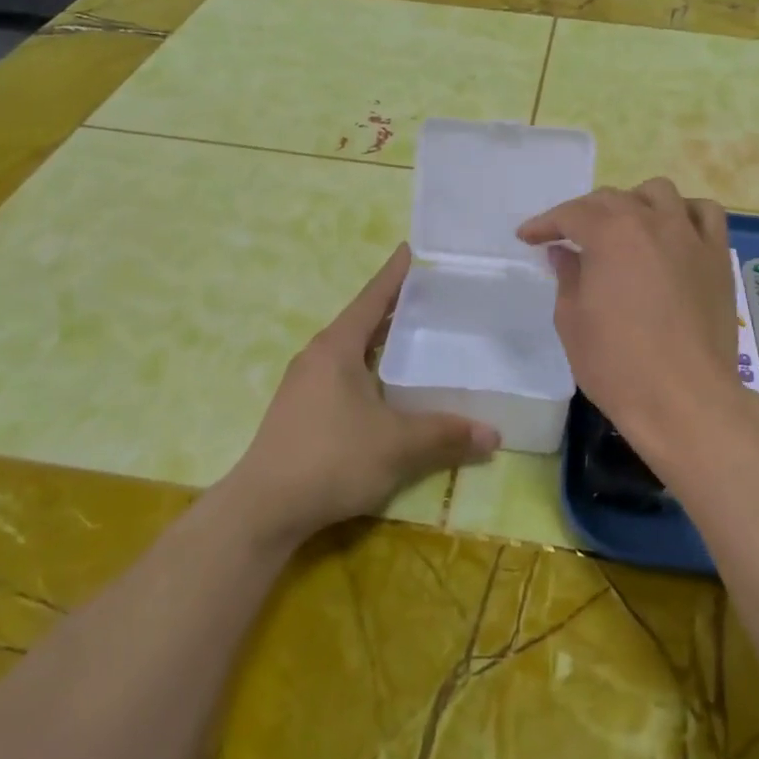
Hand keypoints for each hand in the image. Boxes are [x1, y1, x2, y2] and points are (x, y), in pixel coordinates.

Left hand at [218, 244, 500, 549]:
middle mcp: (317, 357)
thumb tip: (494, 434)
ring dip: (381, 342)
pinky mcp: (301, 411)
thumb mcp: (397, 445)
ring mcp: (305, 384)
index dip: (395, 274)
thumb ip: (446, 434)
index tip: (412, 249)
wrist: (264, 509)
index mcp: (337, 347)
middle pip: (362, 321)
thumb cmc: (332, 459)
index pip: (372, 298)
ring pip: (352, 351)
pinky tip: (389, 387)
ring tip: (417, 338)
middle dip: (395, 308)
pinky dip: (370, 369)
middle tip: (432, 298)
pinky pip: (343, 374)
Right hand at [517, 178, 739, 441]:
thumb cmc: (617, 365)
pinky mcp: (717, 257)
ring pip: (659, 193)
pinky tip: (672, 231)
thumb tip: (565, 253)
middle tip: (567, 238)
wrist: (684, 399)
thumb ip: (568, 277)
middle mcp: (652, 222)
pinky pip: (704, 214)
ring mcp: (690, 236)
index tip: (528, 237)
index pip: (571, 214)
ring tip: (622, 227)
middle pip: (612, 199)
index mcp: (610, 235)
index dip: (545, 224)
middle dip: (583, 213)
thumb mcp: (572, 321)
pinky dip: (683, 212)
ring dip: (633, 202)